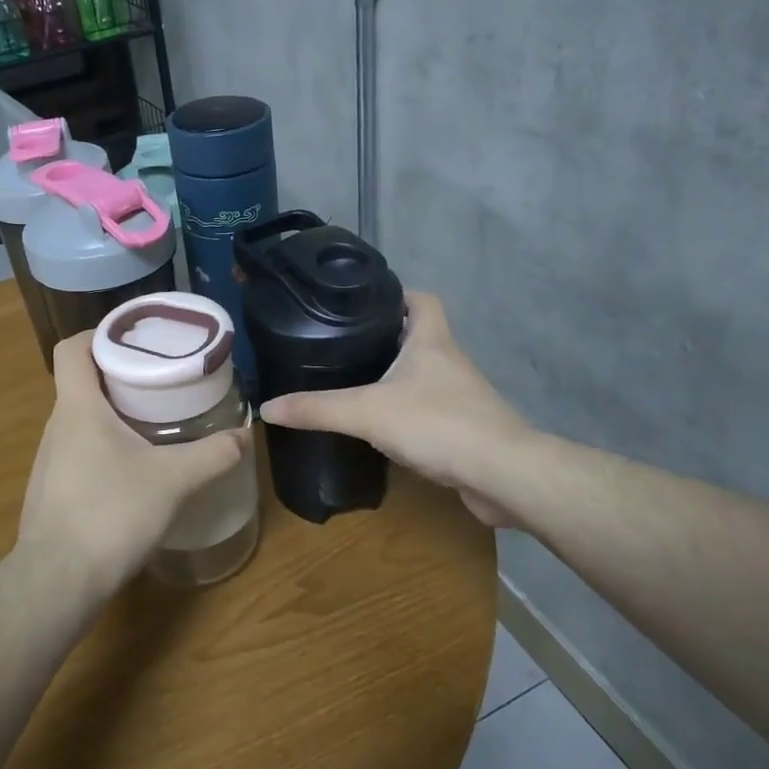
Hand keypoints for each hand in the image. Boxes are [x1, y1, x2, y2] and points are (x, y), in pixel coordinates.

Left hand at [17, 333, 249, 589]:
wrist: (57, 583)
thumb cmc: (110, 513)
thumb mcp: (173, 480)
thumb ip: (212, 454)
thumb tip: (246, 435)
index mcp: (78, 407)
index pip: (73, 348)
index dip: (99, 334)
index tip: (136, 340)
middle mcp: (57, 426)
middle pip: (82, 382)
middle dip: (121, 375)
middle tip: (162, 379)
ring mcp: (50, 461)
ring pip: (82, 419)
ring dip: (114, 413)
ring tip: (154, 421)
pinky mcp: (52, 491)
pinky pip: (79, 451)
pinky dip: (106, 446)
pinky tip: (134, 470)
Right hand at [257, 292, 529, 527]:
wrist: (503, 475)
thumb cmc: (438, 424)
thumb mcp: (367, 412)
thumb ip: (316, 409)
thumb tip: (266, 407)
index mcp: (431, 340)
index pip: (420, 298)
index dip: (395, 294)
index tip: (362, 301)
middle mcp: (449, 360)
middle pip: (419, 335)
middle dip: (386, 337)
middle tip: (344, 343)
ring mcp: (461, 396)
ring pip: (424, 374)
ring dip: (396, 376)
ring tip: (355, 382)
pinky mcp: (464, 429)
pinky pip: (430, 410)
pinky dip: (408, 412)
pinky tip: (382, 427)